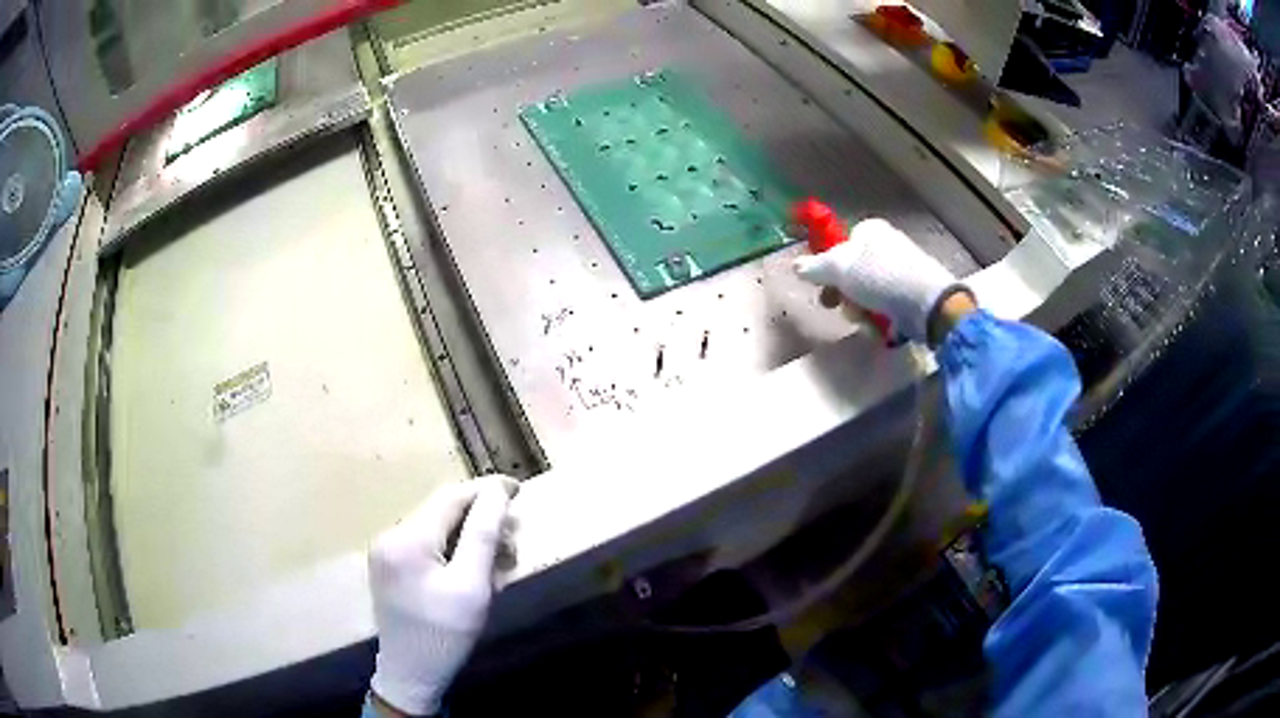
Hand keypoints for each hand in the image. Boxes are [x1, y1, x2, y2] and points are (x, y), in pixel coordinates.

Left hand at [369, 475, 515, 715]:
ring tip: (498, 559)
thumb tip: (497, 491)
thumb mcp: (473, 587)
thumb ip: (484, 535)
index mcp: (407, 539)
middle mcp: (390, 535)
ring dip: (469, 535)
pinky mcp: (389, 565)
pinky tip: (472, 568)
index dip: (486, 490)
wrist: (411, 673)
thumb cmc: (446, 635)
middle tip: (514, 537)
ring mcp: (386, 550)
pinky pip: (426, 543)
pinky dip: (453, 548)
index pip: (451, 497)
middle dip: (481, 518)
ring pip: (436, 526)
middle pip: (442, 510)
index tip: (518, 490)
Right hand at [793, 218, 968, 342]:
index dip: (829, 266)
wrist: (927, 303)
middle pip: (852, 273)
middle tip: (838, 306)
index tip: (823, 285)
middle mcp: (886, 247)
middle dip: (844, 294)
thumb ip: (815, 267)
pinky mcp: (911, 295)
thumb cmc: (881, 277)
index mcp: (870, 231)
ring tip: (864, 320)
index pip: (841, 245)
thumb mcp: (839, 269)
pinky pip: (885, 307)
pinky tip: (880, 326)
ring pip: (867, 294)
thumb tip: (795, 266)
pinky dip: (879, 318)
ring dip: (859, 310)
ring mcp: (901, 271)